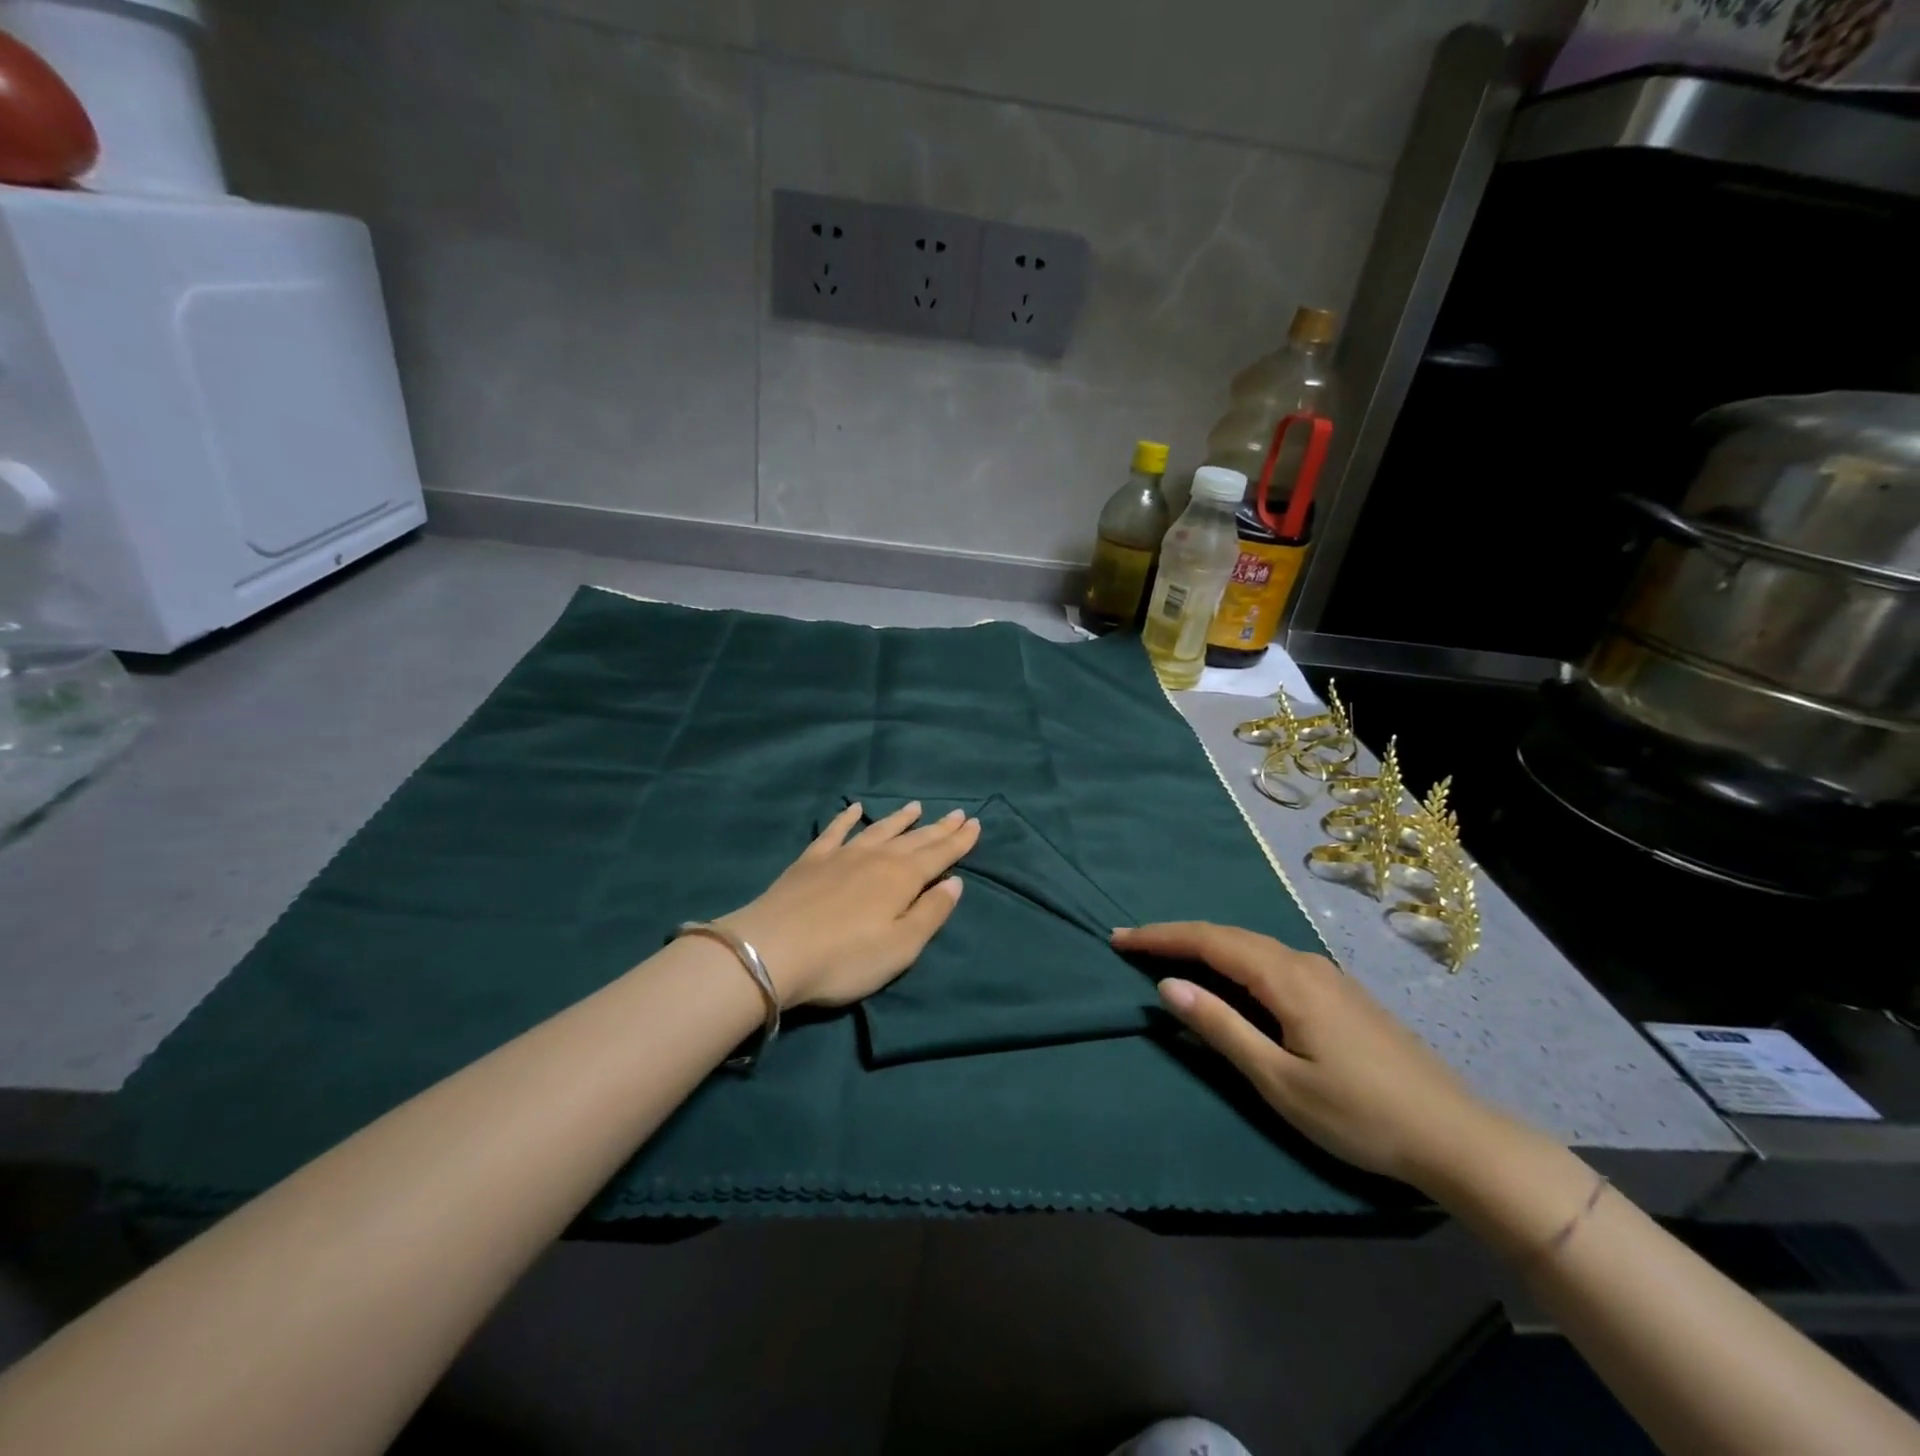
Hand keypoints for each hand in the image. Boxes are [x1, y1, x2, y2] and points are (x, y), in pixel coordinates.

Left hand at [720, 802, 980, 1006]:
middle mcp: (876, 858)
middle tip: (958, 813)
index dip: (959, 840)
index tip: (975, 823)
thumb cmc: (845, 958)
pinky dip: (847, 818)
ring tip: (917, 806)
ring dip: (900, 819)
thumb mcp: (901, 947)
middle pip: (914, 839)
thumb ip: (930, 912)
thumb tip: (954, 882)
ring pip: (879, 830)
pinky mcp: (810, 861)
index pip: (939, 855)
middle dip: (938, 828)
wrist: (772, 951)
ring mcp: (841, 855)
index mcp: (902, 878)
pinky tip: (854, 809)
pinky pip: (835, 832)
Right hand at [1112, 922, 1512, 1190]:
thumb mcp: (1279, 1080)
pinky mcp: (1340, 993)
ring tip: (1170, 956)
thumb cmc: (1360, 1115)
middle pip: (1229, 936)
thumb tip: (1167, 985)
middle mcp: (1304, 963)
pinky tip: (1229, 977)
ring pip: (1252, 946)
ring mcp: (1326, 976)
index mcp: (1285, 978)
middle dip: (1177, 936)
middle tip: (1134, 945)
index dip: (1161, 937)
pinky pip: (1273, 960)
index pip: (1209, 941)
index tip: (1119, 938)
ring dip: (1206, 946)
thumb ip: (1221, 1028)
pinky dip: (1235, 959)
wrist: (1457, 1138)